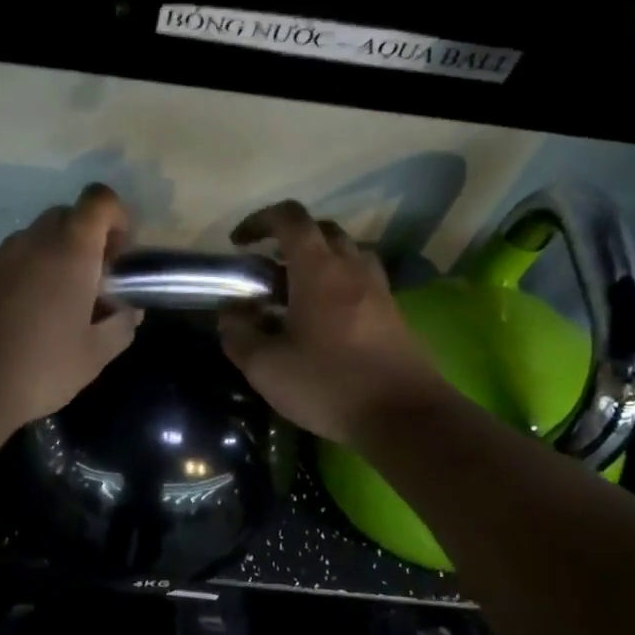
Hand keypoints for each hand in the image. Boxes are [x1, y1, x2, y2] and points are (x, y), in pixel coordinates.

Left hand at [0, 184, 141, 437]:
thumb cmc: (39, 368)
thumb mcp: (94, 355)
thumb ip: (121, 325)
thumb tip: (129, 311)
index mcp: (69, 250)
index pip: (99, 199)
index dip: (118, 217)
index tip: (122, 255)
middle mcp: (32, 241)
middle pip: (67, 216)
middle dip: (88, 240)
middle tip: (97, 282)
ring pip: (37, 240)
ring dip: (57, 259)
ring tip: (62, 306)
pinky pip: (12, 262)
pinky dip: (28, 276)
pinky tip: (28, 319)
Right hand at [217, 200, 447, 445]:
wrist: (405, 416)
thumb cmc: (329, 384)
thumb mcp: (266, 366)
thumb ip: (238, 334)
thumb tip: (230, 312)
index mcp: (318, 268)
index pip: (290, 218)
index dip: (260, 221)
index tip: (239, 243)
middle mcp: (351, 267)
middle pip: (322, 230)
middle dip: (290, 240)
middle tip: (268, 272)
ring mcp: (378, 289)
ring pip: (346, 254)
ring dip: (318, 261)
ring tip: (296, 294)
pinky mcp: (394, 313)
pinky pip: (362, 281)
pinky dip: (339, 285)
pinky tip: (324, 321)